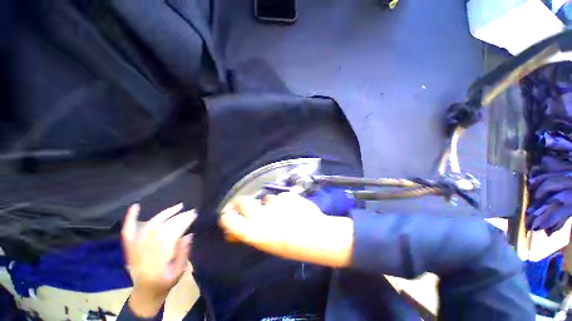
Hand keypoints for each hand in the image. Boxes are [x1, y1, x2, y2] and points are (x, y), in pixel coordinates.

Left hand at [121, 203, 196, 317]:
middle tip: (191, 211)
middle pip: (161, 228)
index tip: (194, 215)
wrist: (145, 292)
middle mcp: (144, 252)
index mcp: (157, 260)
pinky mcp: (129, 247)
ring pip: (149, 226)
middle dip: (178, 217)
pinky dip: (130, 218)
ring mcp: (135, 248)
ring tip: (178, 206)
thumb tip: (189, 234)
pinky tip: (136, 206)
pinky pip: (128, 231)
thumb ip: (183, 253)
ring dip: (164, 214)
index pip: (171, 235)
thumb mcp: (179, 272)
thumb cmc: (165, 282)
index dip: (183, 223)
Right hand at [219, 193, 353, 267]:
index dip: (228, 216)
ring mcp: (275, 204)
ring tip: (280, 211)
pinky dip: (283, 201)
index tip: (229, 215)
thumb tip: (233, 230)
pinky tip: (292, 208)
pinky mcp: (286, 195)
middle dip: (244, 203)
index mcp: (255, 233)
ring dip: (268, 203)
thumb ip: (249, 233)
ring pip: (265, 198)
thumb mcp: (266, 244)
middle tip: (252, 207)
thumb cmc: (290, 246)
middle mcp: (262, 216)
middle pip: (243, 202)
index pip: (230, 220)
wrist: (316, 236)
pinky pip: (280, 196)